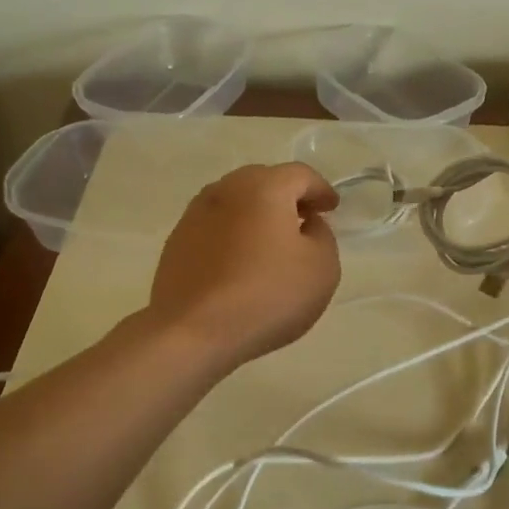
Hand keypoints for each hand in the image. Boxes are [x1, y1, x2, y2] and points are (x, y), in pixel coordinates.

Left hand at [147, 163, 341, 374]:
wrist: (192, 332)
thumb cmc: (267, 295)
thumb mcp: (322, 267)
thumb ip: (322, 235)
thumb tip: (307, 224)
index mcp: (264, 187)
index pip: (301, 175)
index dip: (321, 190)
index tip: (331, 208)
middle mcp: (226, 189)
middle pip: (264, 181)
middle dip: (287, 197)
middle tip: (304, 220)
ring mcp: (195, 214)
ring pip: (236, 202)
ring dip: (257, 214)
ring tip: (271, 243)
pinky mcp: (177, 241)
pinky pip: (215, 226)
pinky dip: (233, 234)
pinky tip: (240, 262)